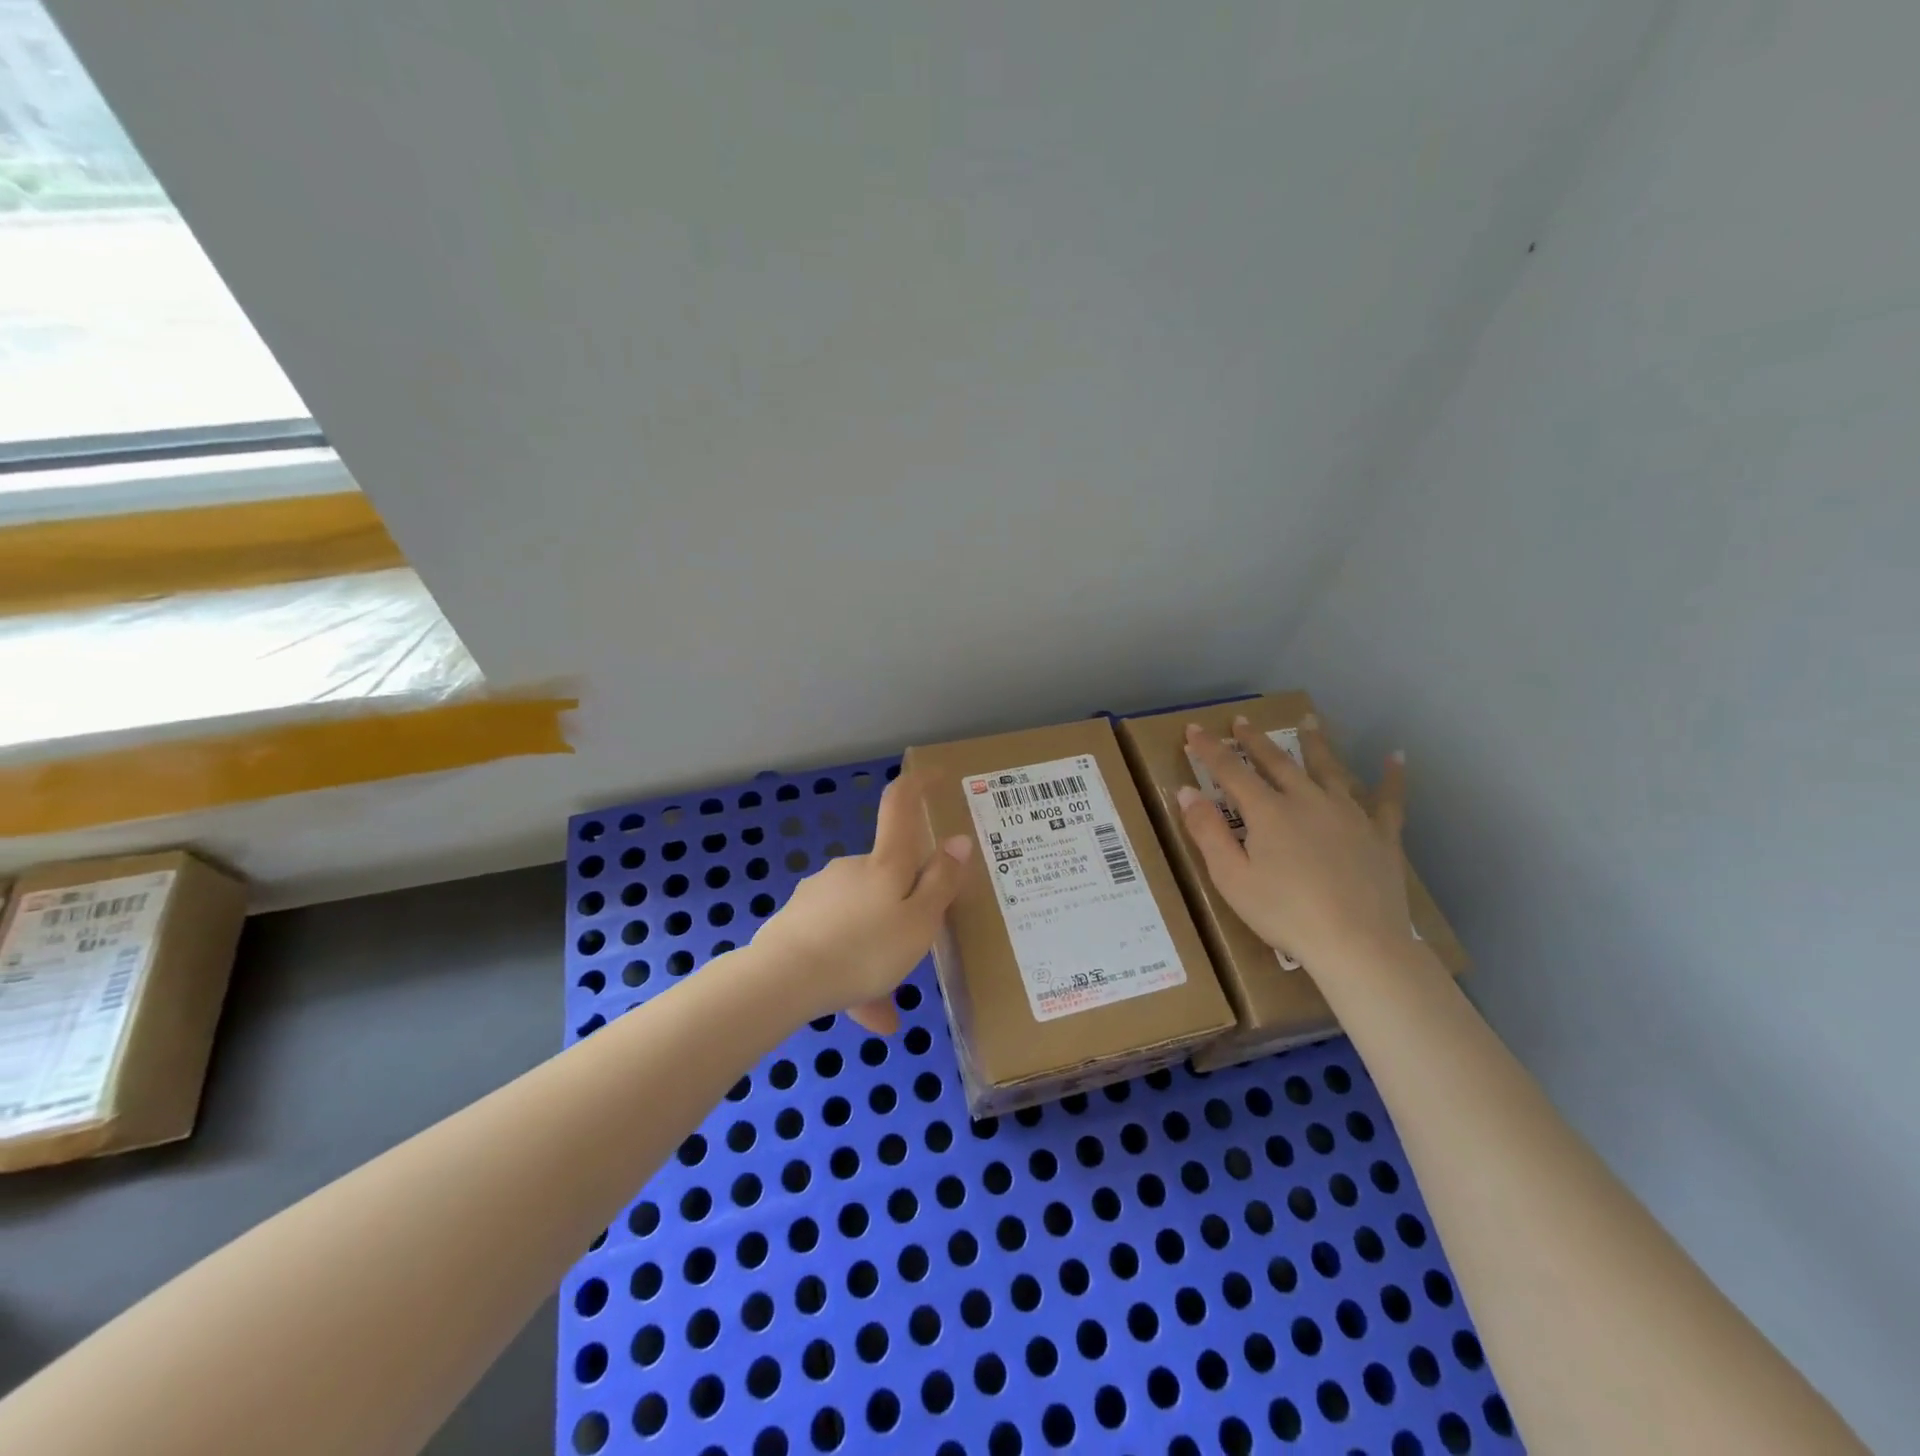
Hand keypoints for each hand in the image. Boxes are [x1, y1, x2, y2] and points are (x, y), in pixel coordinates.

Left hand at [749, 770, 971, 1032]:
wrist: (782, 980)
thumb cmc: (864, 949)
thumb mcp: (919, 923)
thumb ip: (941, 883)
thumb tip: (959, 840)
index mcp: (885, 864)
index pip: (900, 806)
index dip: (917, 785)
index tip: (934, 774)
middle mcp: (852, 869)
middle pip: (886, 877)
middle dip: (902, 910)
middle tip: (915, 954)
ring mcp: (821, 893)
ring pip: (862, 919)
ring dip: (877, 953)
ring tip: (885, 1007)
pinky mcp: (798, 921)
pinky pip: (837, 944)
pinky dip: (852, 971)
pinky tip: (861, 1011)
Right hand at [1177, 715, 1411, 970]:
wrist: (1358, 944)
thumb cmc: (1285, 914)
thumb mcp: (1231, 878)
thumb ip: (1206, 832)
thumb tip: (1186, 791)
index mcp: (1268, 811)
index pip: (1231, 771)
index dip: (1210, 749)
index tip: (1194, 729)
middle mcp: (1307, 800)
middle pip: (1277, 762)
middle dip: (1255, 741)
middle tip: (1242, 721)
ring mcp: (1349, 814)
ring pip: (1329, 768)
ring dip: (1315, 743)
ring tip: (1309, 720)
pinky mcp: (1381, 834)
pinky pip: (1388, 799)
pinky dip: (1391, 776)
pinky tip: (1396, 757)